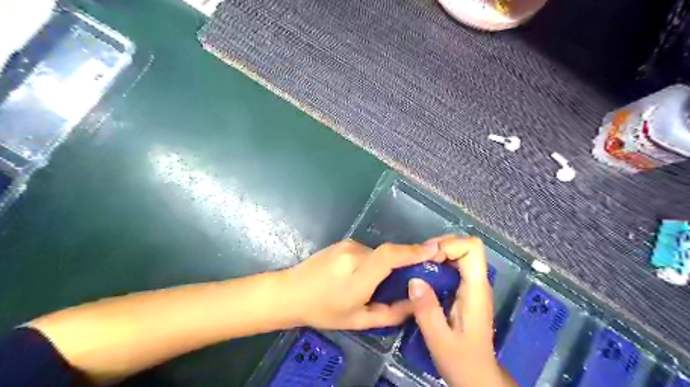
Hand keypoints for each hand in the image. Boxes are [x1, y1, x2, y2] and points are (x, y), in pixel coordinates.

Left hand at [279, 239, 441, 328]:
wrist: (291, 292)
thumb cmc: (324, 311)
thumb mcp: (359, 320)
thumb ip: (391, 313)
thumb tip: (415, 303)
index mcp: (357, 276)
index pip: (389, 256)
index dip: (413, 251)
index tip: (435, 249)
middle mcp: (353, 254)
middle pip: (388, 253)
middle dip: (405, 261)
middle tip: (413, 276)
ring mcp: (347, 245)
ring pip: (378, 253)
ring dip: (385, 265)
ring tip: (379, 283)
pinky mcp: (343, 242)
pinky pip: (368, 251)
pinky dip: (374, 261)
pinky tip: (364, 275)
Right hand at [406, 235, 513, 386]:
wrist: (477, 376)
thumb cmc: (461, 361)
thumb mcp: (439, 339)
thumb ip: (427, 310)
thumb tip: (414, 279)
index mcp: (476, 289)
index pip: (472, 248)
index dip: (449, 245)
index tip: (428, 258)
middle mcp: (478, 282)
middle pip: (464, 246)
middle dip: (440, 246)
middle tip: (417, 260)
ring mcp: (472, 285)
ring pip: (458, 253)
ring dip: (436, 254)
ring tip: (417, 266)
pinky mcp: (465, 290)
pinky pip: (453, 266)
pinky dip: (437, 264)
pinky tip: (423, 276)